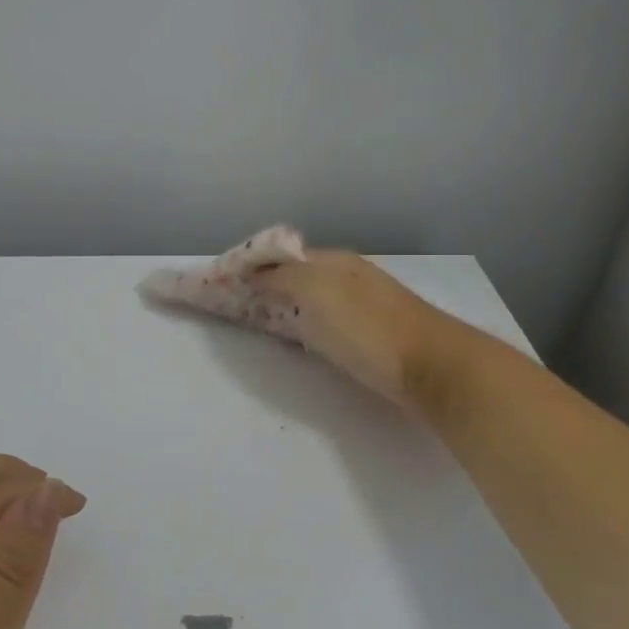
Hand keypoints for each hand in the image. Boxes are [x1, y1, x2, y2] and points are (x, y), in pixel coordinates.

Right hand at [142, 228, 453, 406]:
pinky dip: (283, 318)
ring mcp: (354, 305)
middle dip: (238, 283)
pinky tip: (280, 329)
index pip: (265, 259)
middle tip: (201, 298)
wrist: (436, 369)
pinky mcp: (363, 335)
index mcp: (328, 262)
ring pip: (294, 297)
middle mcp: (340, 276)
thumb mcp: (318, 293)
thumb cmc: (371, 331)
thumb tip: (245, 270)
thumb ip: (279, 278)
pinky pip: (310, 318)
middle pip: (278, 276)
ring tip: (229, 311)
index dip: (227, 270)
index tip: (191, 284)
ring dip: (260, 300)